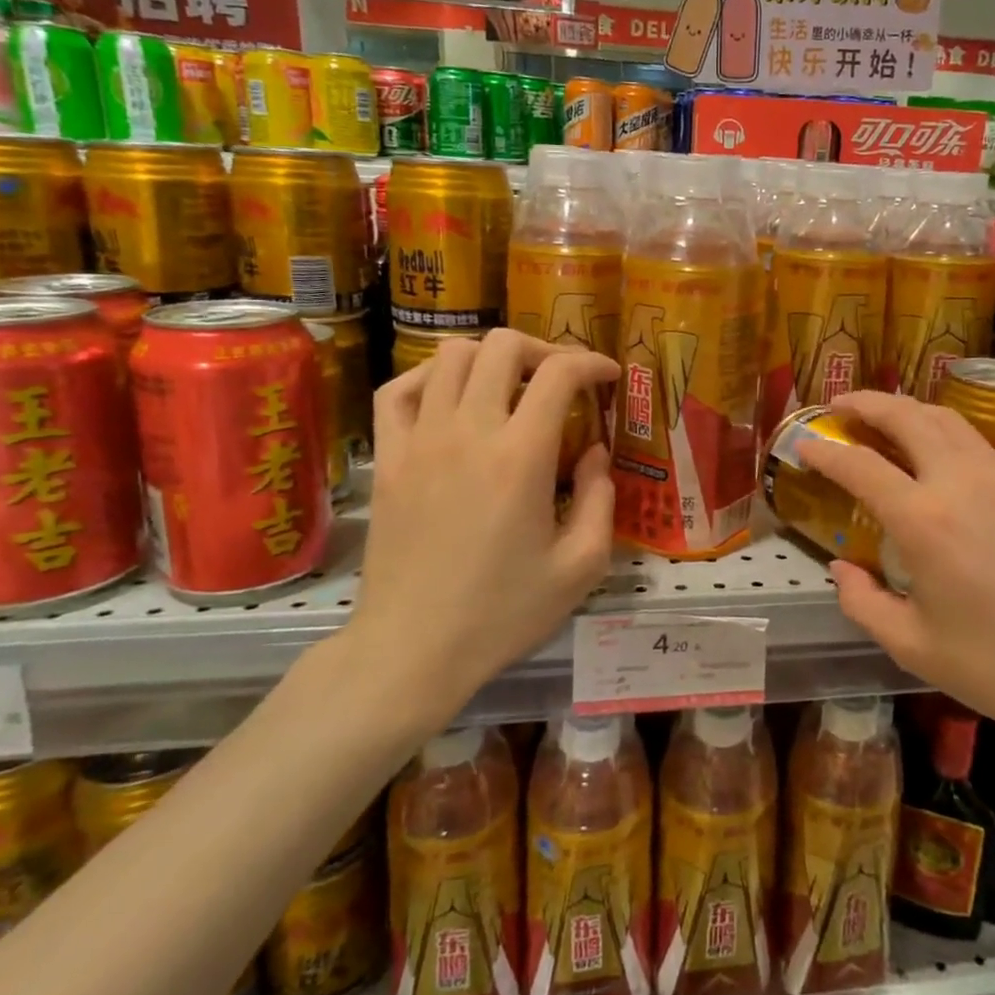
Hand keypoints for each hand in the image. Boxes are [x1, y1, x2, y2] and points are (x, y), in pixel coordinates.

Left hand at [345, 331, 618, 720]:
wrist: (413, 648)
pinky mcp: (388, 457)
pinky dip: (428, 376)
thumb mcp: (580, 567)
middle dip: (543, 349)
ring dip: (489, 358)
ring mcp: (420, 440)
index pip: (560, 373)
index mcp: (522, 456)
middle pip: (503, 346)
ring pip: (451, 355)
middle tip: (560, 379)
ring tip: (509, 385)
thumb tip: (597, 452)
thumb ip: (601, 499)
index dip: (591, 362)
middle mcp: (469, 431)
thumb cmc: (503, 612)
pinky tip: (449, 396)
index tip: (607, 376)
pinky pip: (398, 390)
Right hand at [799, 390, 994, 766]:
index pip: (860, 466)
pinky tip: (931, 449)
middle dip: (866, 403)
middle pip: (906, 417)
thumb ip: (864, 603)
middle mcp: (960, 482)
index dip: (825, 450)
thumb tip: (841, 569)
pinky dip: (939, 427)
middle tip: (837, 405)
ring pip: (945, 418)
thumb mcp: (915, 648)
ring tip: (880, 416)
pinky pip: (973, 439)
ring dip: (905, 408)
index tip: (802, 443)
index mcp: (924, 521)